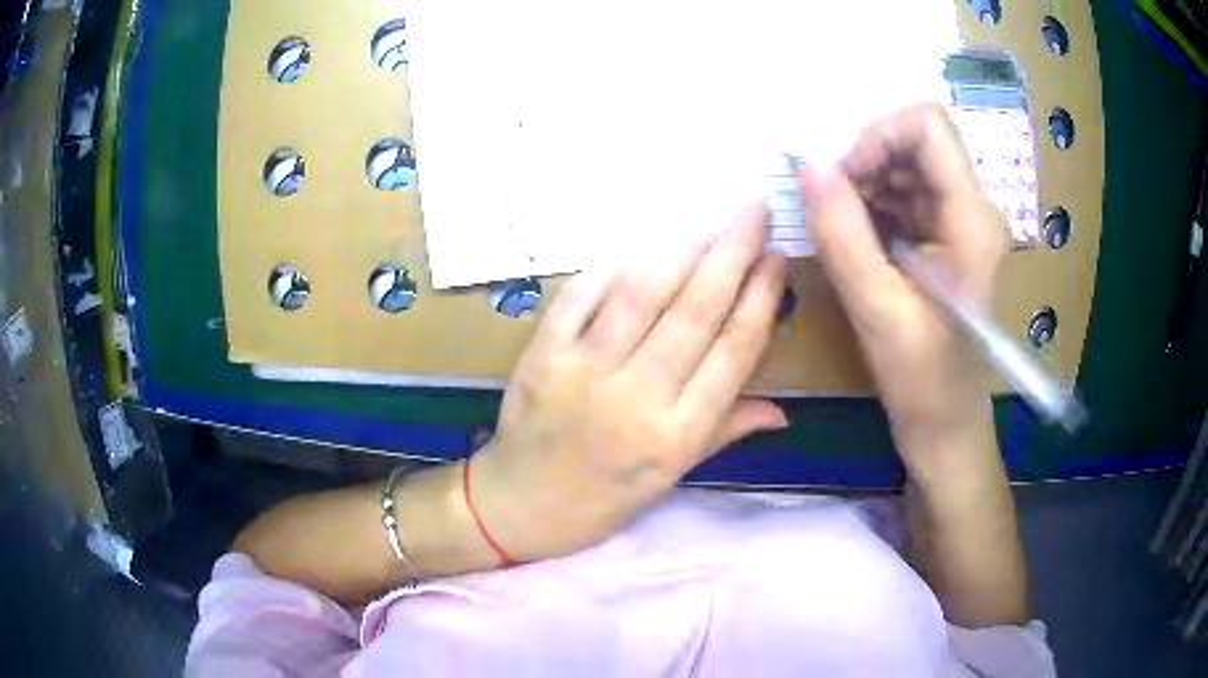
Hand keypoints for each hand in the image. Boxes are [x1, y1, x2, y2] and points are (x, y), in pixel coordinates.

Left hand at [469, 207, 786, 562]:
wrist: (521, 503)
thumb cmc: (605, 497)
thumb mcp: (673, 476)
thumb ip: (726, 431)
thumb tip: (783, 409)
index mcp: (677, 435)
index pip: (733, 351)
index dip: (761, 297)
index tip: (777, 258)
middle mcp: (636, 398)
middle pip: (695, 310)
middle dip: (732, 251)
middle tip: (756, 211)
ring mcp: (583, 370)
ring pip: (643, 291)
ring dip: (683, 245)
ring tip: (711, 219)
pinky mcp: (542, 352)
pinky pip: (583, 292)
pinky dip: (617, 261)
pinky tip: (646, 240)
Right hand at [798, 103, 1007, 476]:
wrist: (946, 424)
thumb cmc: (923, 381)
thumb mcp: (877, 310)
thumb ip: (841, 233)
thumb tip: (807, 165)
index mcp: (971, 219)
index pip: (927, 125)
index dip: (877, 135)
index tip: (842, 179)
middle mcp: (971, 207)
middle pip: (913, 140)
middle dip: (864, 160)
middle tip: (831, 207)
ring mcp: (957, 220)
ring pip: (903, 163)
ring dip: (863, 183)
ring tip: (841, 229)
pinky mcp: (941, 235)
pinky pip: (901, 193)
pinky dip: (869, 203)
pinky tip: (855, 240)